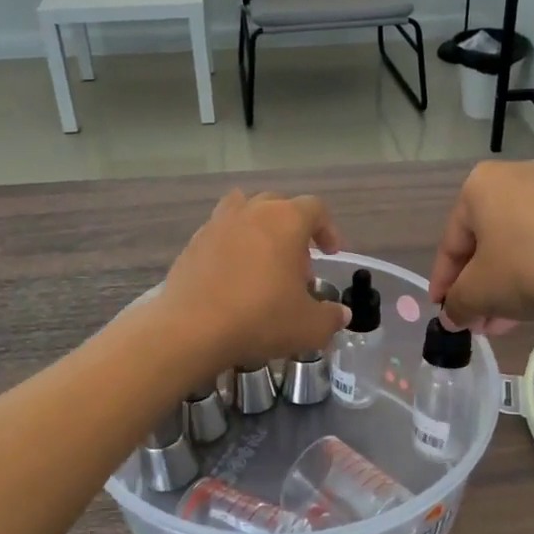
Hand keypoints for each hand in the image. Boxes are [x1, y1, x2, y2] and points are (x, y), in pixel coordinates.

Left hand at [160, 191, 349, 372]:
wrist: (192, 328)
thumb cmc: (260, 318)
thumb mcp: (309, 326)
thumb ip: (330, 317)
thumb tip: (341, 315)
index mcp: (286, 220)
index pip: (315, 209)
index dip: (328, 229)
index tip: (331, 254)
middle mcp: (252, 212)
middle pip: (279, 205)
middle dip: (294, 230)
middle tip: (298, 267)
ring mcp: (218, 224)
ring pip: (244, 210)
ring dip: (259, 229)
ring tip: (263, 262)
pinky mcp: (193, 243)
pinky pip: (220, 233)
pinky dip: (232, 247)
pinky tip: (233, 278)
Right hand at [429, 161, 533, 331]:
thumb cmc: (530, 269)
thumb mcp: (480, 292)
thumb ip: (456, 304)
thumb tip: (452, 315)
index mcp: (479, 185)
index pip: (451, 243)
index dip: (443, 283)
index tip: (443, 313)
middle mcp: (514, 178)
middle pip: (483, 243)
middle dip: (476, 288)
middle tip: (474, 324)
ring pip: (514, 247)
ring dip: (502, 287)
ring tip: (500, 324)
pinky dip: (531, 274)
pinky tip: (530, 308)